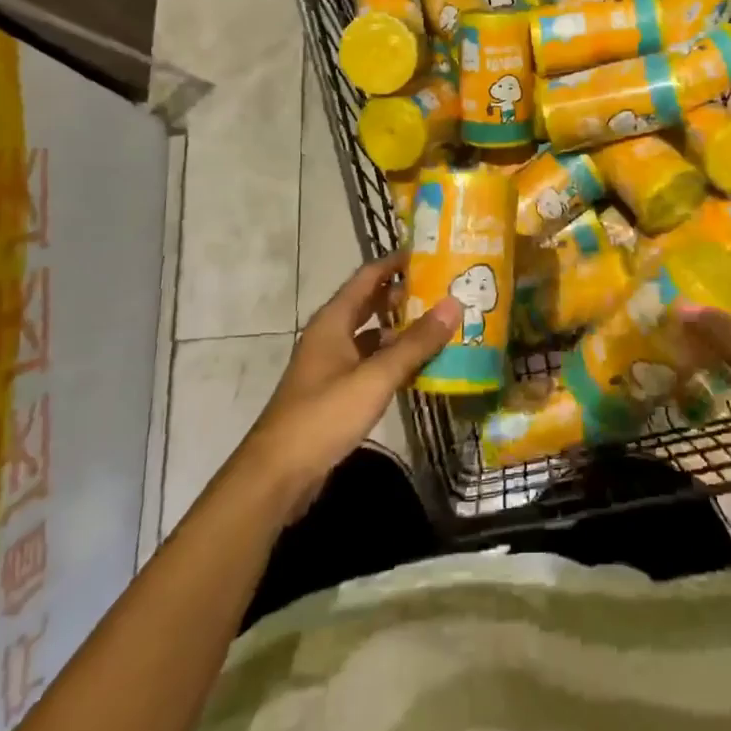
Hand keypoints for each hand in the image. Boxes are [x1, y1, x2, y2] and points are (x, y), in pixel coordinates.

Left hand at [234, 254, 457, 521]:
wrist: (277, 477)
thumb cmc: (323, 416)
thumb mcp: (375, 377)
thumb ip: (415, 343)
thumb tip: (453, 304)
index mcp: (333, 321)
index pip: (368, 276)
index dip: (397, 262)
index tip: (431, 253)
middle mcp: (331, 336)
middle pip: (371, 304)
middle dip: (405, 295)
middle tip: (445, 289)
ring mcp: (331, 366)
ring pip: (372, 336)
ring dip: (402, 330)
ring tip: (441, 325)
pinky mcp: (335, 393)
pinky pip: (371, 364)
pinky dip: (394, 360)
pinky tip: (420, 367)